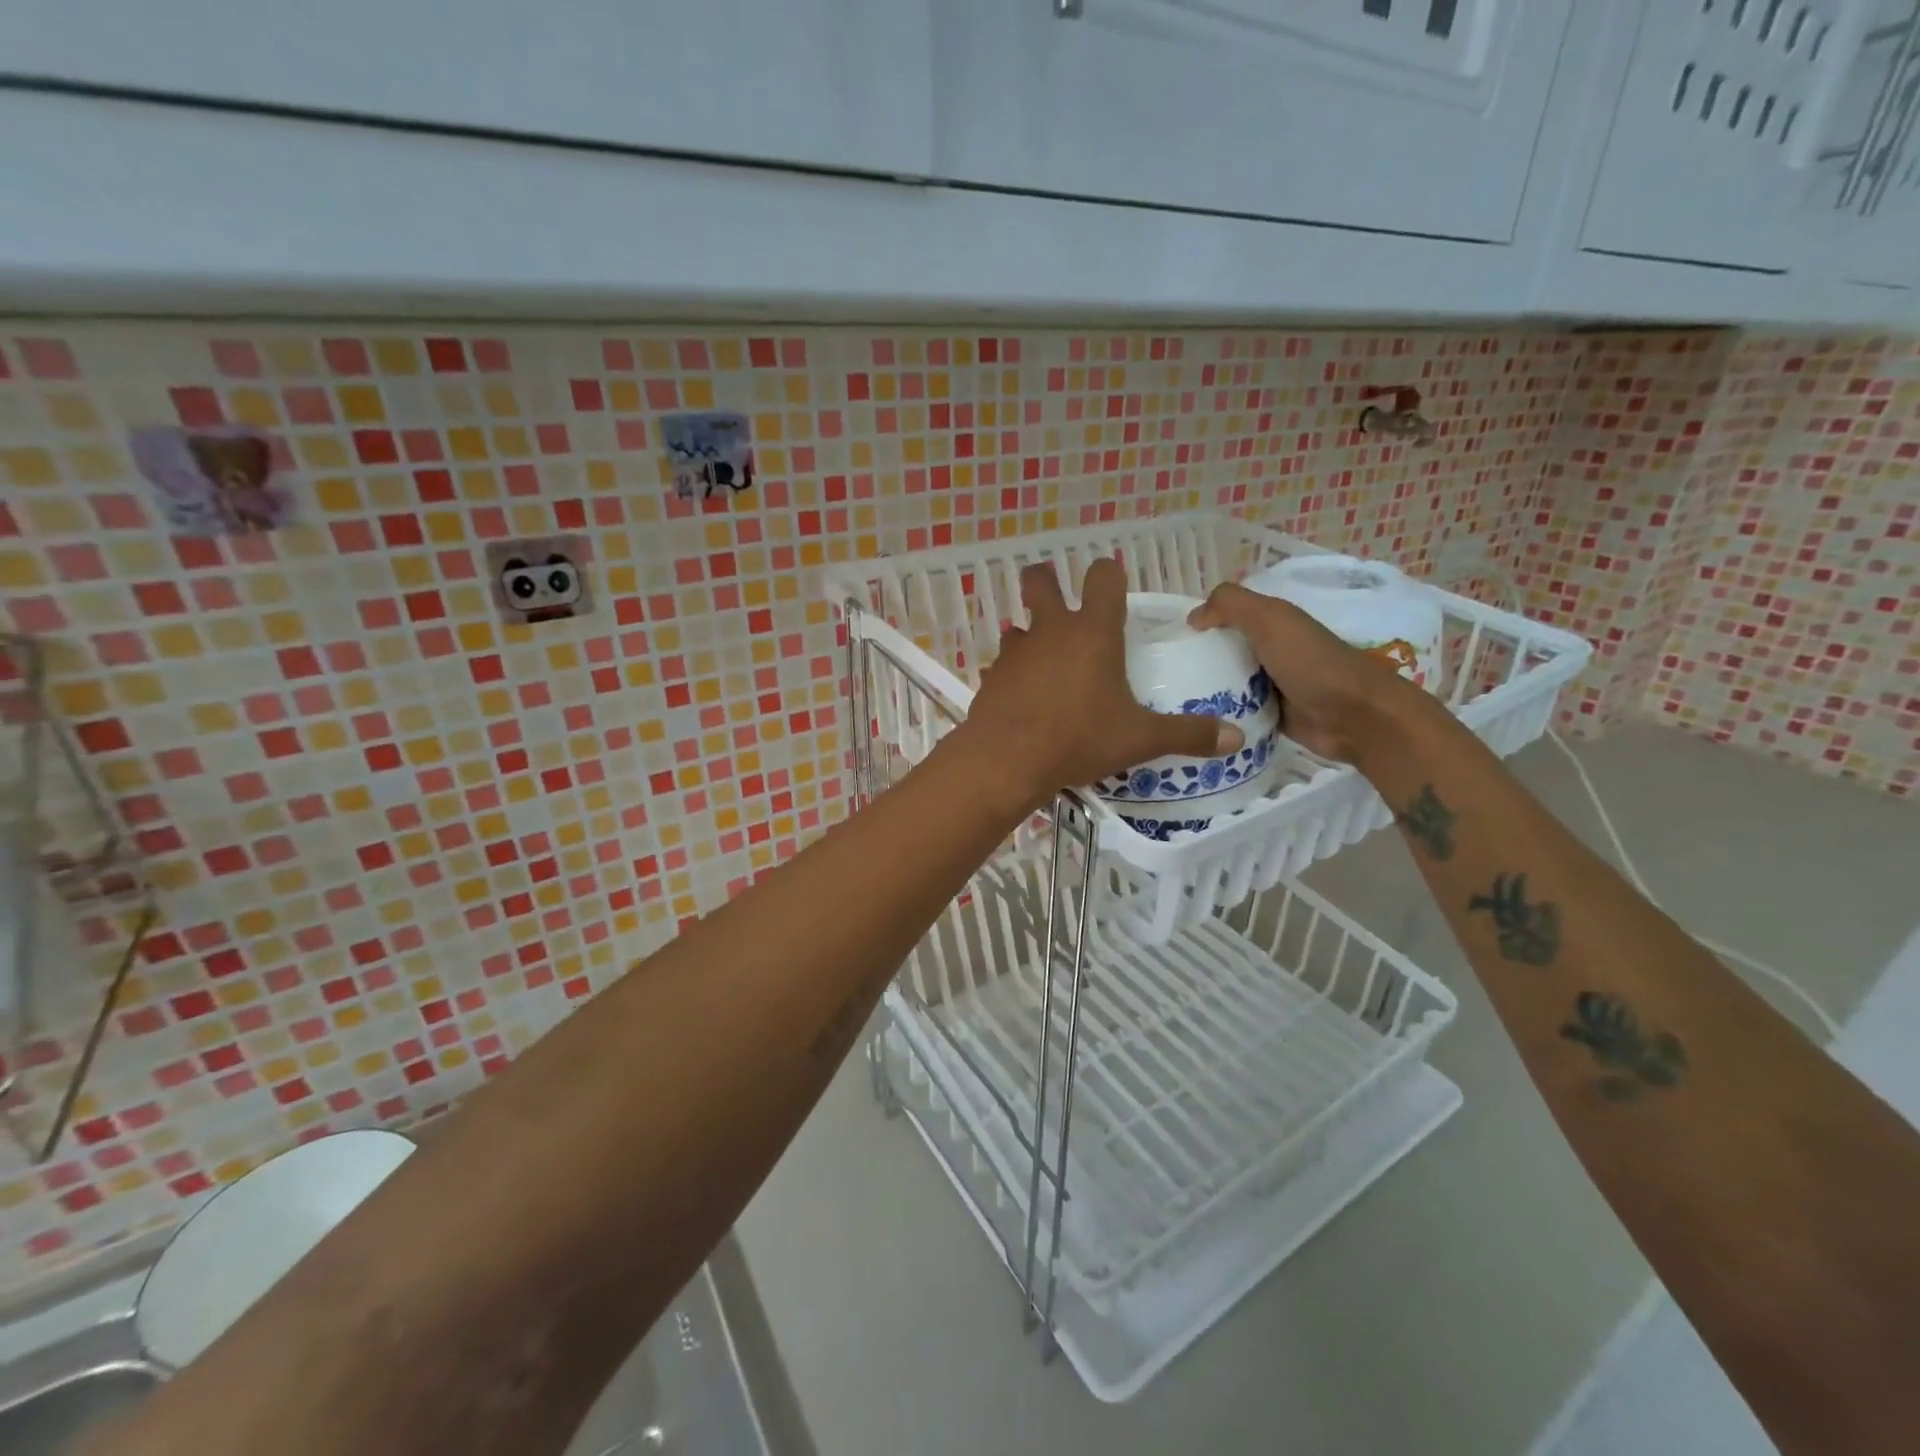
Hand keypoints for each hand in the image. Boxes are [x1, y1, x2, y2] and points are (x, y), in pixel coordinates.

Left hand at [959, 558, 1242, 813]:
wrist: (1008, 761)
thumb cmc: (1080, 739)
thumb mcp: (1140, 739)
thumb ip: (1188, 735)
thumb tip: (1236, 738)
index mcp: (1094, 632)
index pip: (1103, 576)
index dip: (1110, 576)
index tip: (1114, 592)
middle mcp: (1051, 630)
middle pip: (1040, 581)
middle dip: (1047, 583)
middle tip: (1062, 606)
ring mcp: (1016, 651)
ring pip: (1019, 626)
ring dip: (1031, 637)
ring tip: (1047, 667)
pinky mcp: (991, 676)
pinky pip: (1003, 664)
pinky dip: (1014, 674)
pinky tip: (1025, 700)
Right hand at [1187, 582, 1428, 765]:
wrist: (1354, 717)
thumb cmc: (1310, 663)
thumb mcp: (1270, 620)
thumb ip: (1231, 605)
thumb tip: (1193, 617)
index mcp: (1270, 622)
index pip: (1223, 617)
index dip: (1198, 625)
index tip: (1167, 644)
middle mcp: (1268, 650)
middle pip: (1220, 652)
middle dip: (1193, 662)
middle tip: (1160, 679)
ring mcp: (1268, 685)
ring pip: (1224, 684)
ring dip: (1202, 692)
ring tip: (1168, 704)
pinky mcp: (1269, 715)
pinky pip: (1234, 713)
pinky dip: (1218, 716)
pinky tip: (1193, 724)